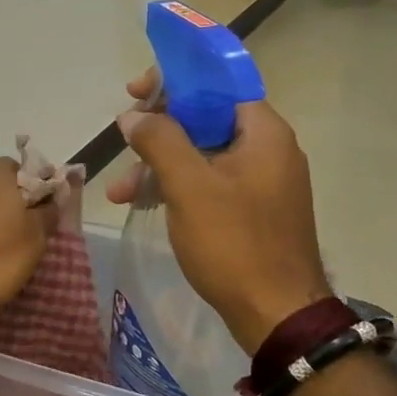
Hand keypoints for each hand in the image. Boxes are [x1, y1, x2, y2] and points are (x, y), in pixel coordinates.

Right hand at [106, 70, 330, 351]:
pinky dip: (176, 188)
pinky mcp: (251, 210)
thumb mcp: (189, 186)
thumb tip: (132, 116)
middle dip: (157, 132)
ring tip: (120, 193)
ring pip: (201, 155)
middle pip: (204, 119)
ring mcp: (260, 182)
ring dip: (158, 166)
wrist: (276, 314)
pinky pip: (208, 183)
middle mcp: (267, 149)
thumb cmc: (234, 242)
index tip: (135, 92)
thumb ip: (159, 141)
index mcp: (263, 132)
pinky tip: (143, 204)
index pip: (216, 84)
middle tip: (123, 144)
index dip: (173, 81)